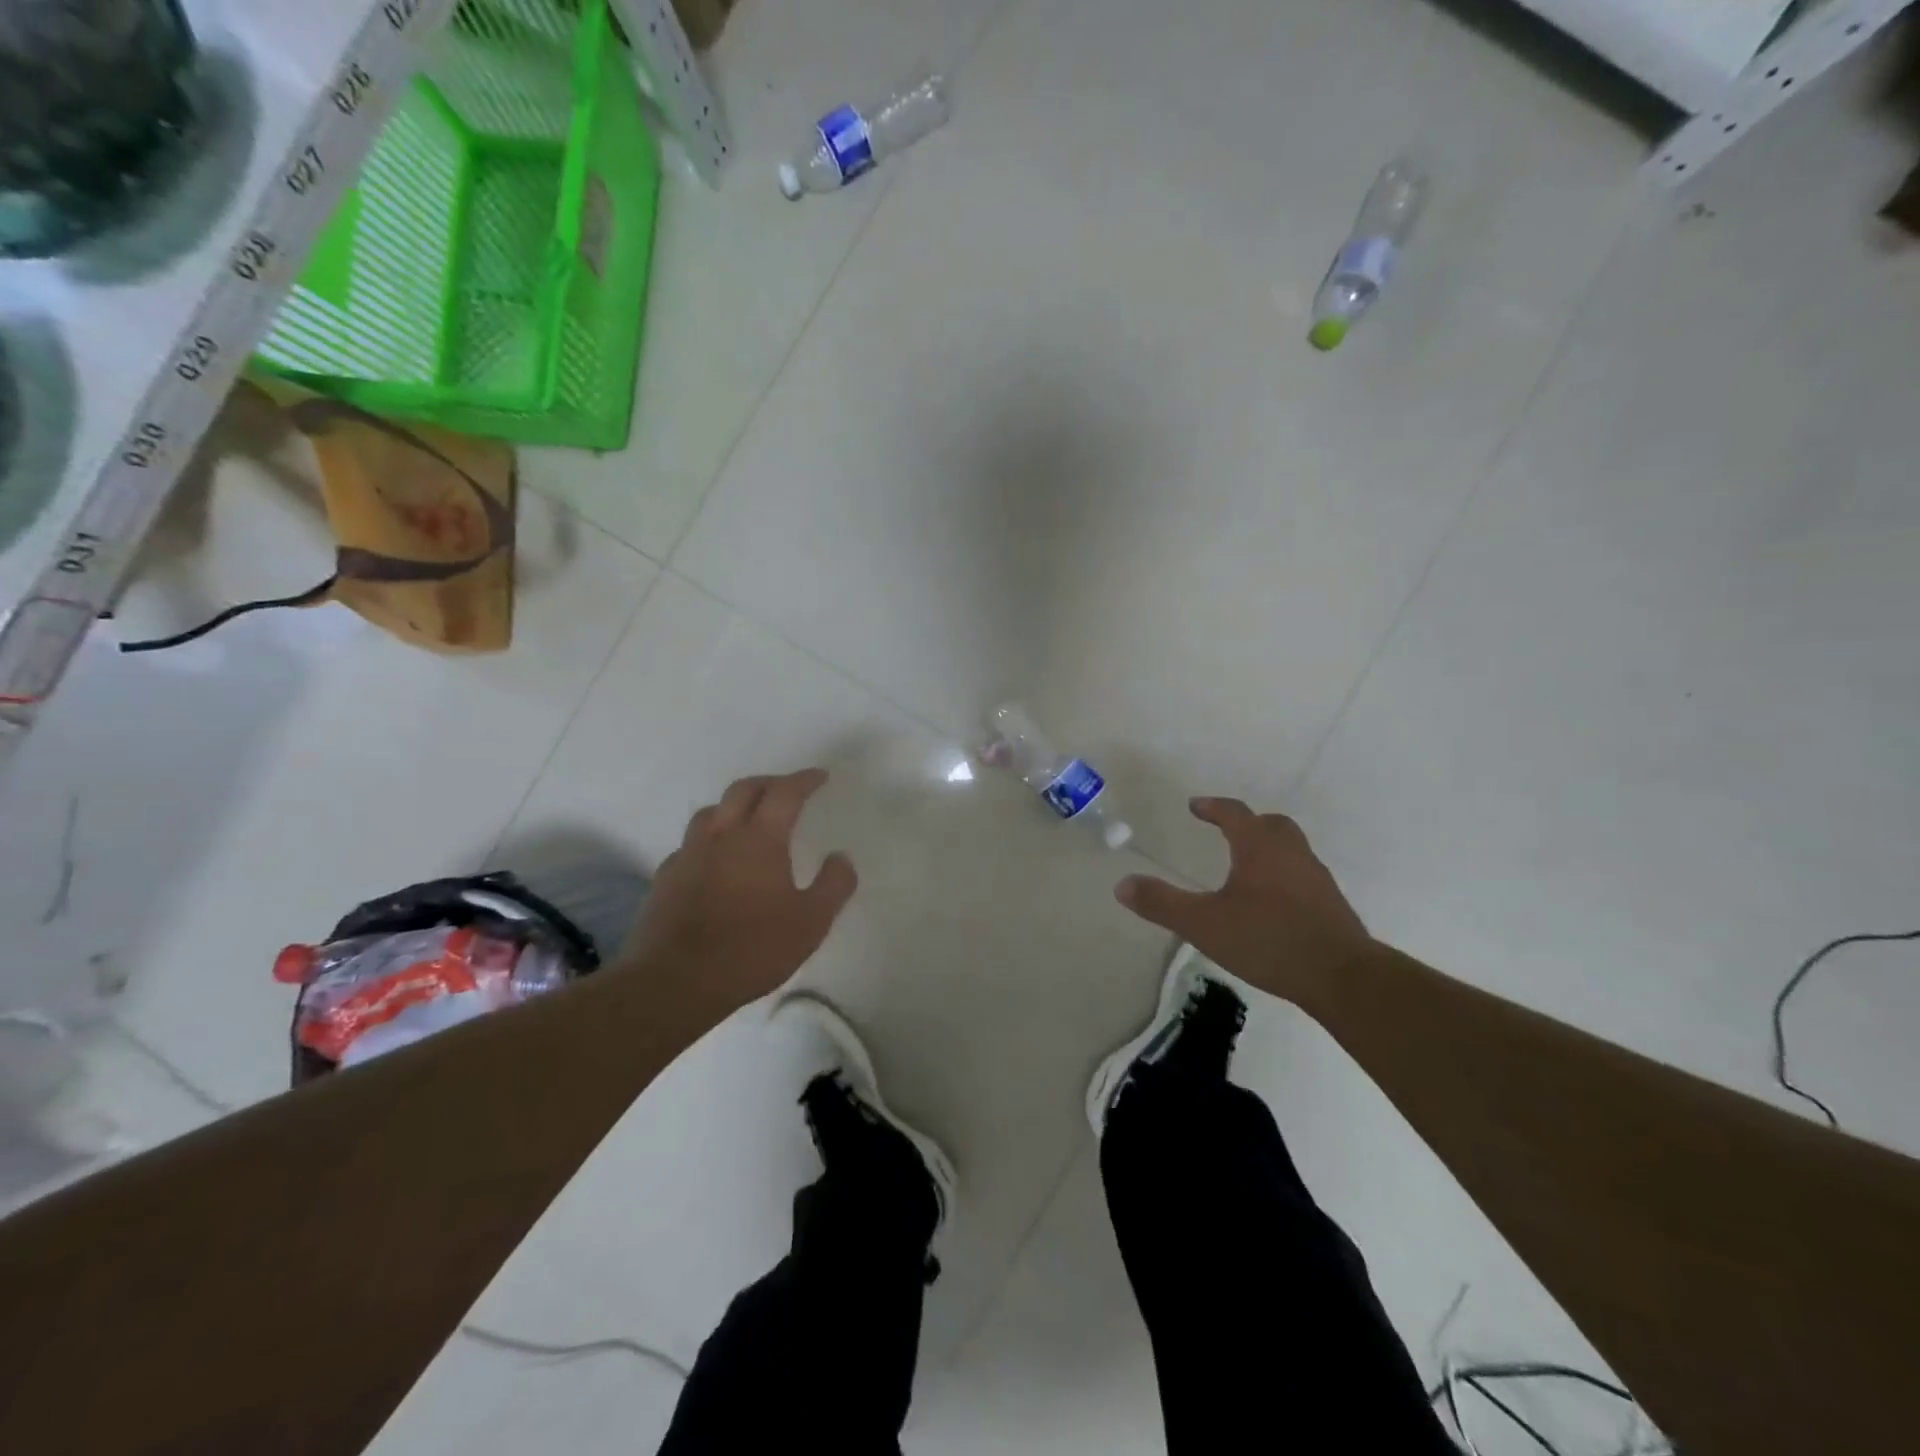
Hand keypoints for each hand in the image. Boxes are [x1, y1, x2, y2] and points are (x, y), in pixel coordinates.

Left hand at [617, 769, 856, 1024]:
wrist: (674, 982)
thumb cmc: (751, 949)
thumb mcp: (810, 922)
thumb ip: (833, 885)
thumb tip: (841, 857)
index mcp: (760, 839)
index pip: (785, 793)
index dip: (804, 780)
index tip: (820, 776)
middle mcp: (721, 836)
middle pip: (743, 790)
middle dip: (769, 783)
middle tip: (787, 789)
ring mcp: (688, 856)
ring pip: (711, 812)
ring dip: (734, 806)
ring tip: (748, 819)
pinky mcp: (665, 880)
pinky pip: (689, 845)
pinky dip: (708, 840)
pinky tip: (713, 861)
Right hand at [1115, 797, 1371, 1009]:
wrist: (1341, 976)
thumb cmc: (1267, 939)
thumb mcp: (1203, 924)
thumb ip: (1161, 903)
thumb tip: (1122, 885)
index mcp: (1259, 848)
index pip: (1234, 813)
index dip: (1213, 807)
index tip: (1195, 806)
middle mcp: (1291, 854)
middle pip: (1271, 825)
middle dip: (1248, 823)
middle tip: (1228, 830)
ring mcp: (1316, 878)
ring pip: (1291, 849)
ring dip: (1269, 849)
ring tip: (1248, 869)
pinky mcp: (1331, 905)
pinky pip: (1303, 876)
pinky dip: (1284, 877)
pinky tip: (1273, 904)